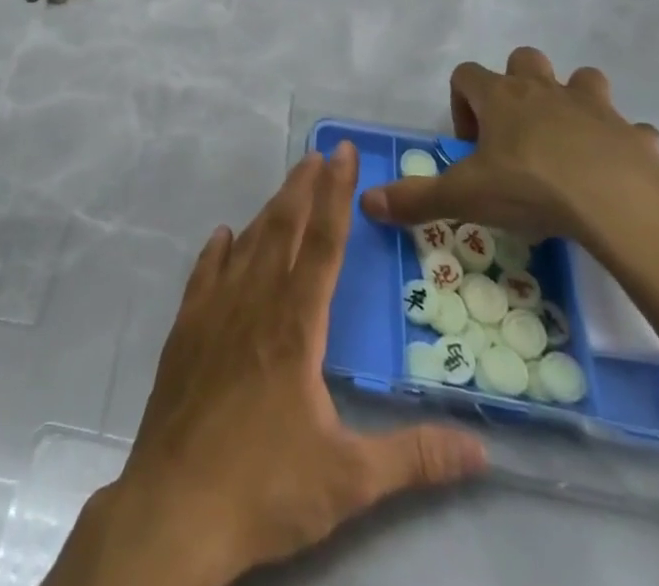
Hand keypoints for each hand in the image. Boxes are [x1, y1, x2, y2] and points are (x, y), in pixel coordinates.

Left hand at [50, 143, 486, 585]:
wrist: (176, 505)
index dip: (336, 195)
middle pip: (283, 229)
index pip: (323, 244)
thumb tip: (482, 451)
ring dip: (268, 212)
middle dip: (304, 188)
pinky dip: (217, 251)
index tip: (343, 152)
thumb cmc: (266, 487)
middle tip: (318, 155)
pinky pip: (204, 275)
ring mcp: (214, 313)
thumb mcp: (351, 480)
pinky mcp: (185, 331)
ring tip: (285, 187)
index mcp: (296, 325)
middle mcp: (255, 303)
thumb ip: (415, 458)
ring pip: (246, 246)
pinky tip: (222, 237)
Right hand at [360, 48, 658, 245]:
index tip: (469, 146)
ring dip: (575, 103)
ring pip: (583, 80)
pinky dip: (624, 144)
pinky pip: (631, 130)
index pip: (465, 75)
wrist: (621, 203)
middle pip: (524, 60)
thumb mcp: (465, 197)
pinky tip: (617, 173)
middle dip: (518, 86)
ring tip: (568, 144)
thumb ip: (416, 198)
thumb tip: (367, 202)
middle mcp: (544, 90)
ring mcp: (594, 108)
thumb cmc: (531, 187)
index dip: (461, 104)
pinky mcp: (635, 135)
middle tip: (516, 134)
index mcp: (500, 97)